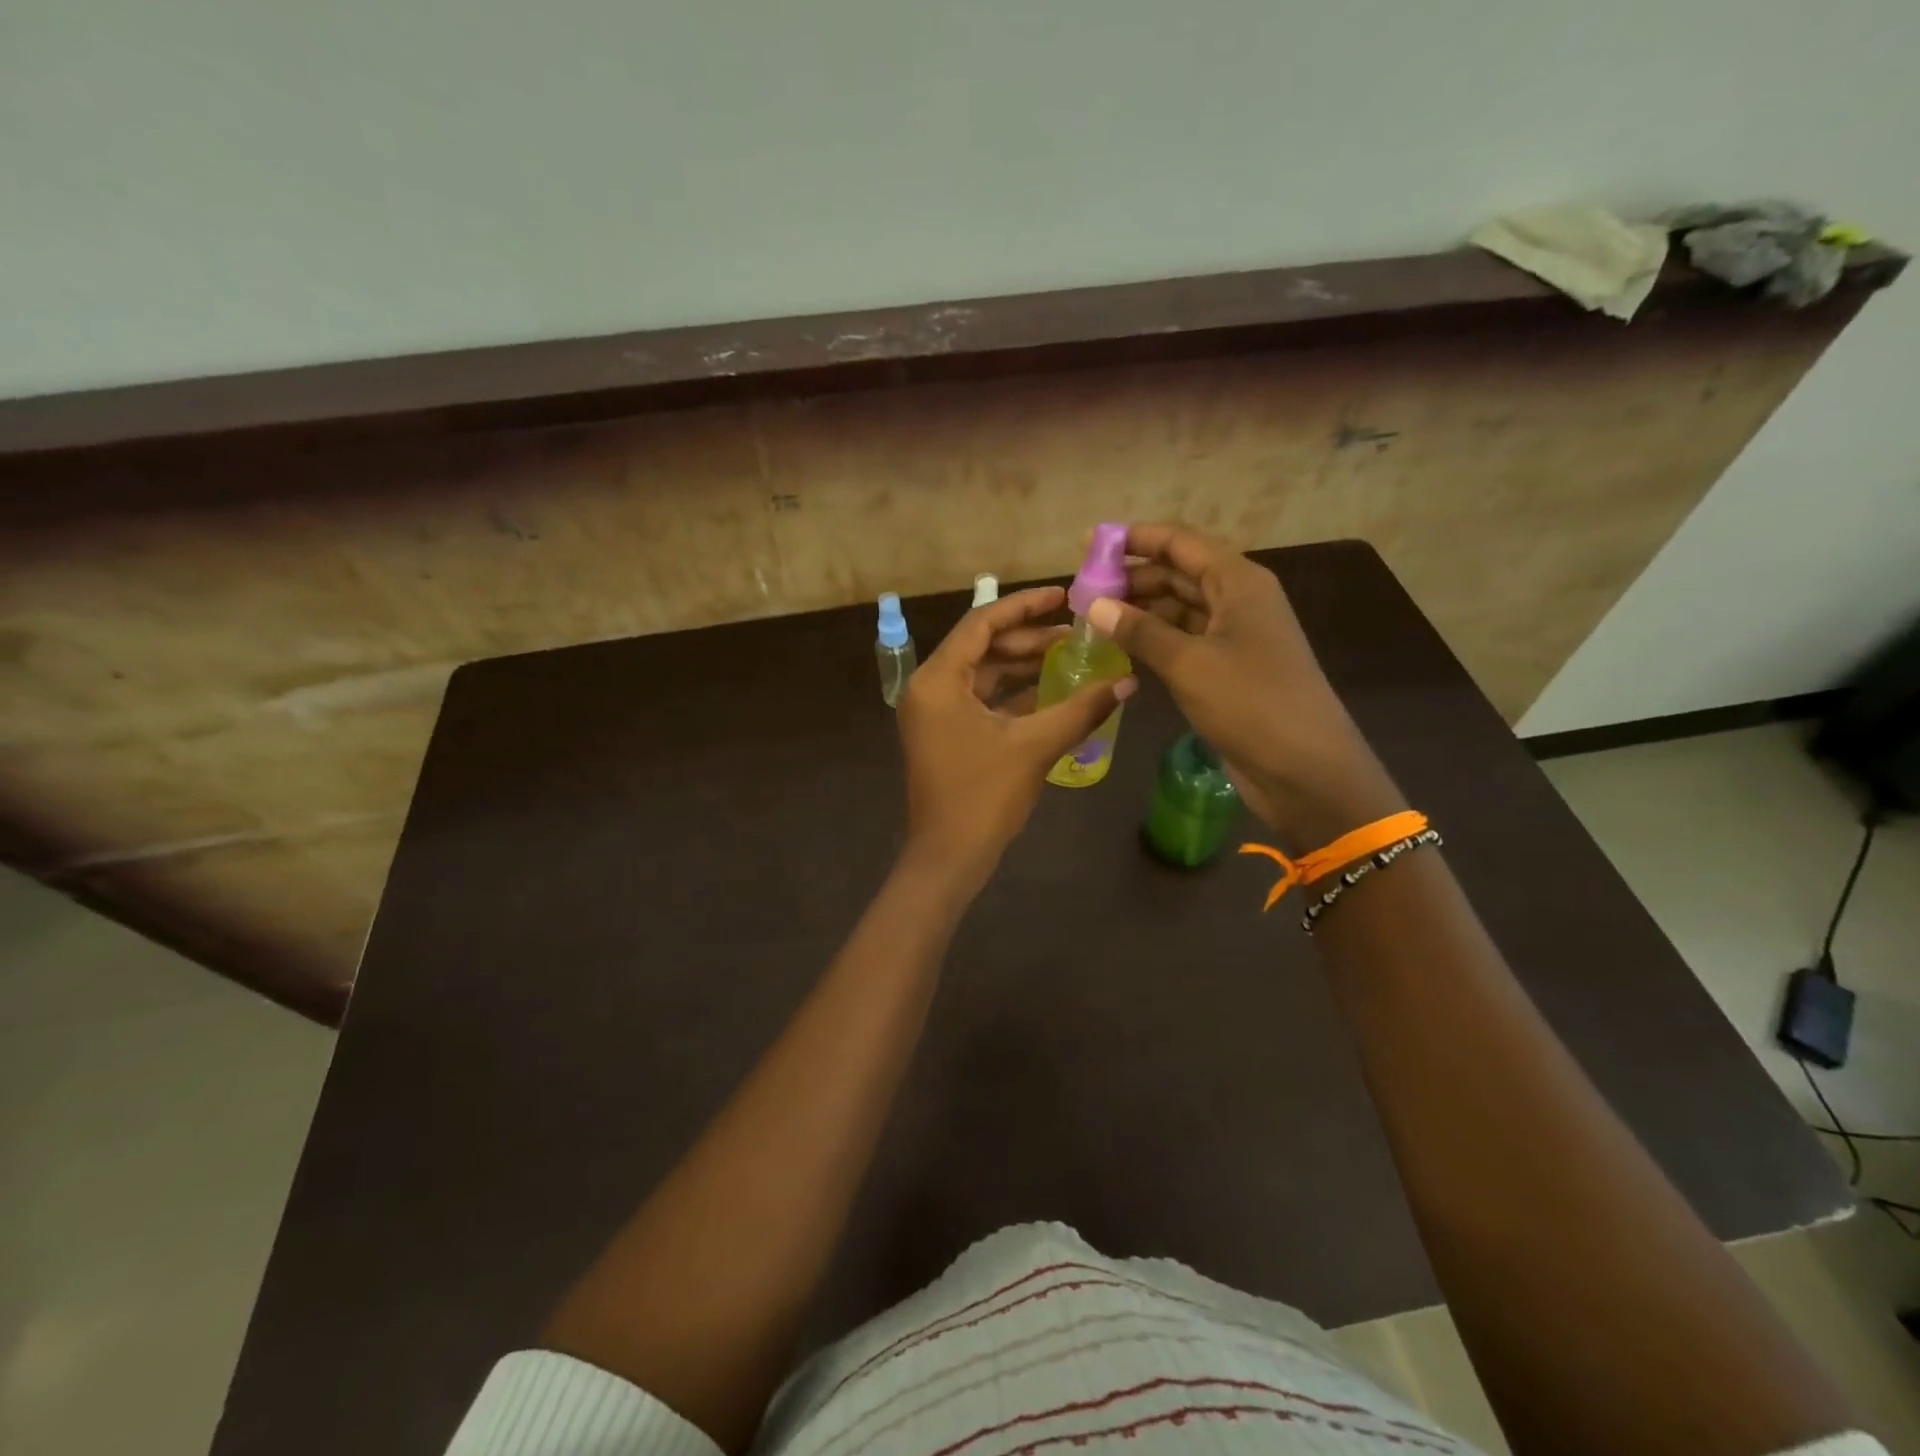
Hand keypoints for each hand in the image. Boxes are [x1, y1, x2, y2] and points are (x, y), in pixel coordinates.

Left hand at [898, 585, 1135, 885]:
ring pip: (983, 674)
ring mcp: (936, 713)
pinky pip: (981, 700)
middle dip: (1028, 638)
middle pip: (982, 646)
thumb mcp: (1035, 746)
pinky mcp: (946, 734)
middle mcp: (930, 688)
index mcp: (938, 680)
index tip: (1064, 596)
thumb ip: (1081, 709)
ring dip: (1023, 665)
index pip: (981, 623)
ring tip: (1070, 655)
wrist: (948, 857)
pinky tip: (1052, 689)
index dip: (1024, 606)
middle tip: (1075, 631)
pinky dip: (1014, 693)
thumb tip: (1128, 681)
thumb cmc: (983, 796)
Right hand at [1086, 523, 1401, 845]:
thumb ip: (1140, 631)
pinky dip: (1153, 639)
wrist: (1305, 769)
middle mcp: (1237, 599)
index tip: (1087, 543)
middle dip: (1132, 577)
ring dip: (1139, 609)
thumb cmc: (1251, 704)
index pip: (1180, 542)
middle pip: (1178, 572)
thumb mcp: (1189, 664)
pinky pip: (1183, 639)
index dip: (1134, 538)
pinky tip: (1120, 646)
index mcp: (1238, 582)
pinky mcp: (1227, 667)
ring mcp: (1234, 635)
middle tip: (1082, 589)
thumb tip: (1094, 605)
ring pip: (1179, 607)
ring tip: (1092, 617)